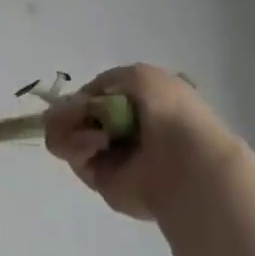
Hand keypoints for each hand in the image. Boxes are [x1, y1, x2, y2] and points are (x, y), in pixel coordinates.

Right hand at [45, 65, 243, 222]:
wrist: (186, 163)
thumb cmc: (171, 114)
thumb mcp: (141, 76)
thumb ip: (107, 80)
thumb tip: (84, 100)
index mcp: (138, 106)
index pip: (97, 98)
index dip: (84, 96)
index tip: (80, 97)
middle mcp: (122, 130)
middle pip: (77, 116)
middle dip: (70, 111)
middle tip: (74, 113)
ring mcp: (109, 156)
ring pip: (68, 135)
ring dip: (73, 127)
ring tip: (96, 134)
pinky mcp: (99, 179)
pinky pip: (74, 156)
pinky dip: (79, 145)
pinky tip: (98, 144)